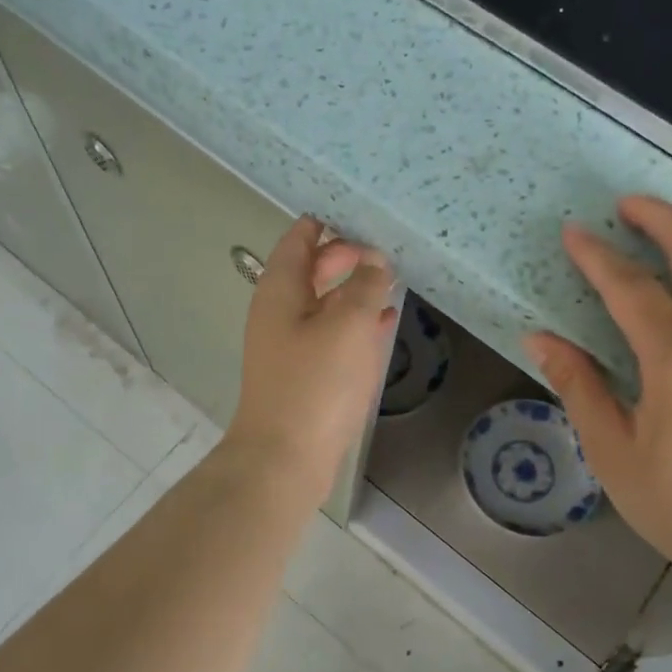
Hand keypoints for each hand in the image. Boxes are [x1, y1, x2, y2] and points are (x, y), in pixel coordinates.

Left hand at [224, 216, 396, 497]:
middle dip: (345, 257)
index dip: (327, 223)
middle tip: (384, 251)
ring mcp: (291, 346)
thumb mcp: (349, 324)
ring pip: (325, 304)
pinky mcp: (305, 375)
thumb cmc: (315, 383)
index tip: (361, 214)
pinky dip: (356, 324)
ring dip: (354, 291)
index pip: (299, 239)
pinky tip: (385, 323)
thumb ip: (365, 284)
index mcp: (280, 290)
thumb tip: (374, 260)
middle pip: (311, 270)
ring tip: (391, 280)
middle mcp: (280, 313)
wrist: (285, 457)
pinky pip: (333, 336)